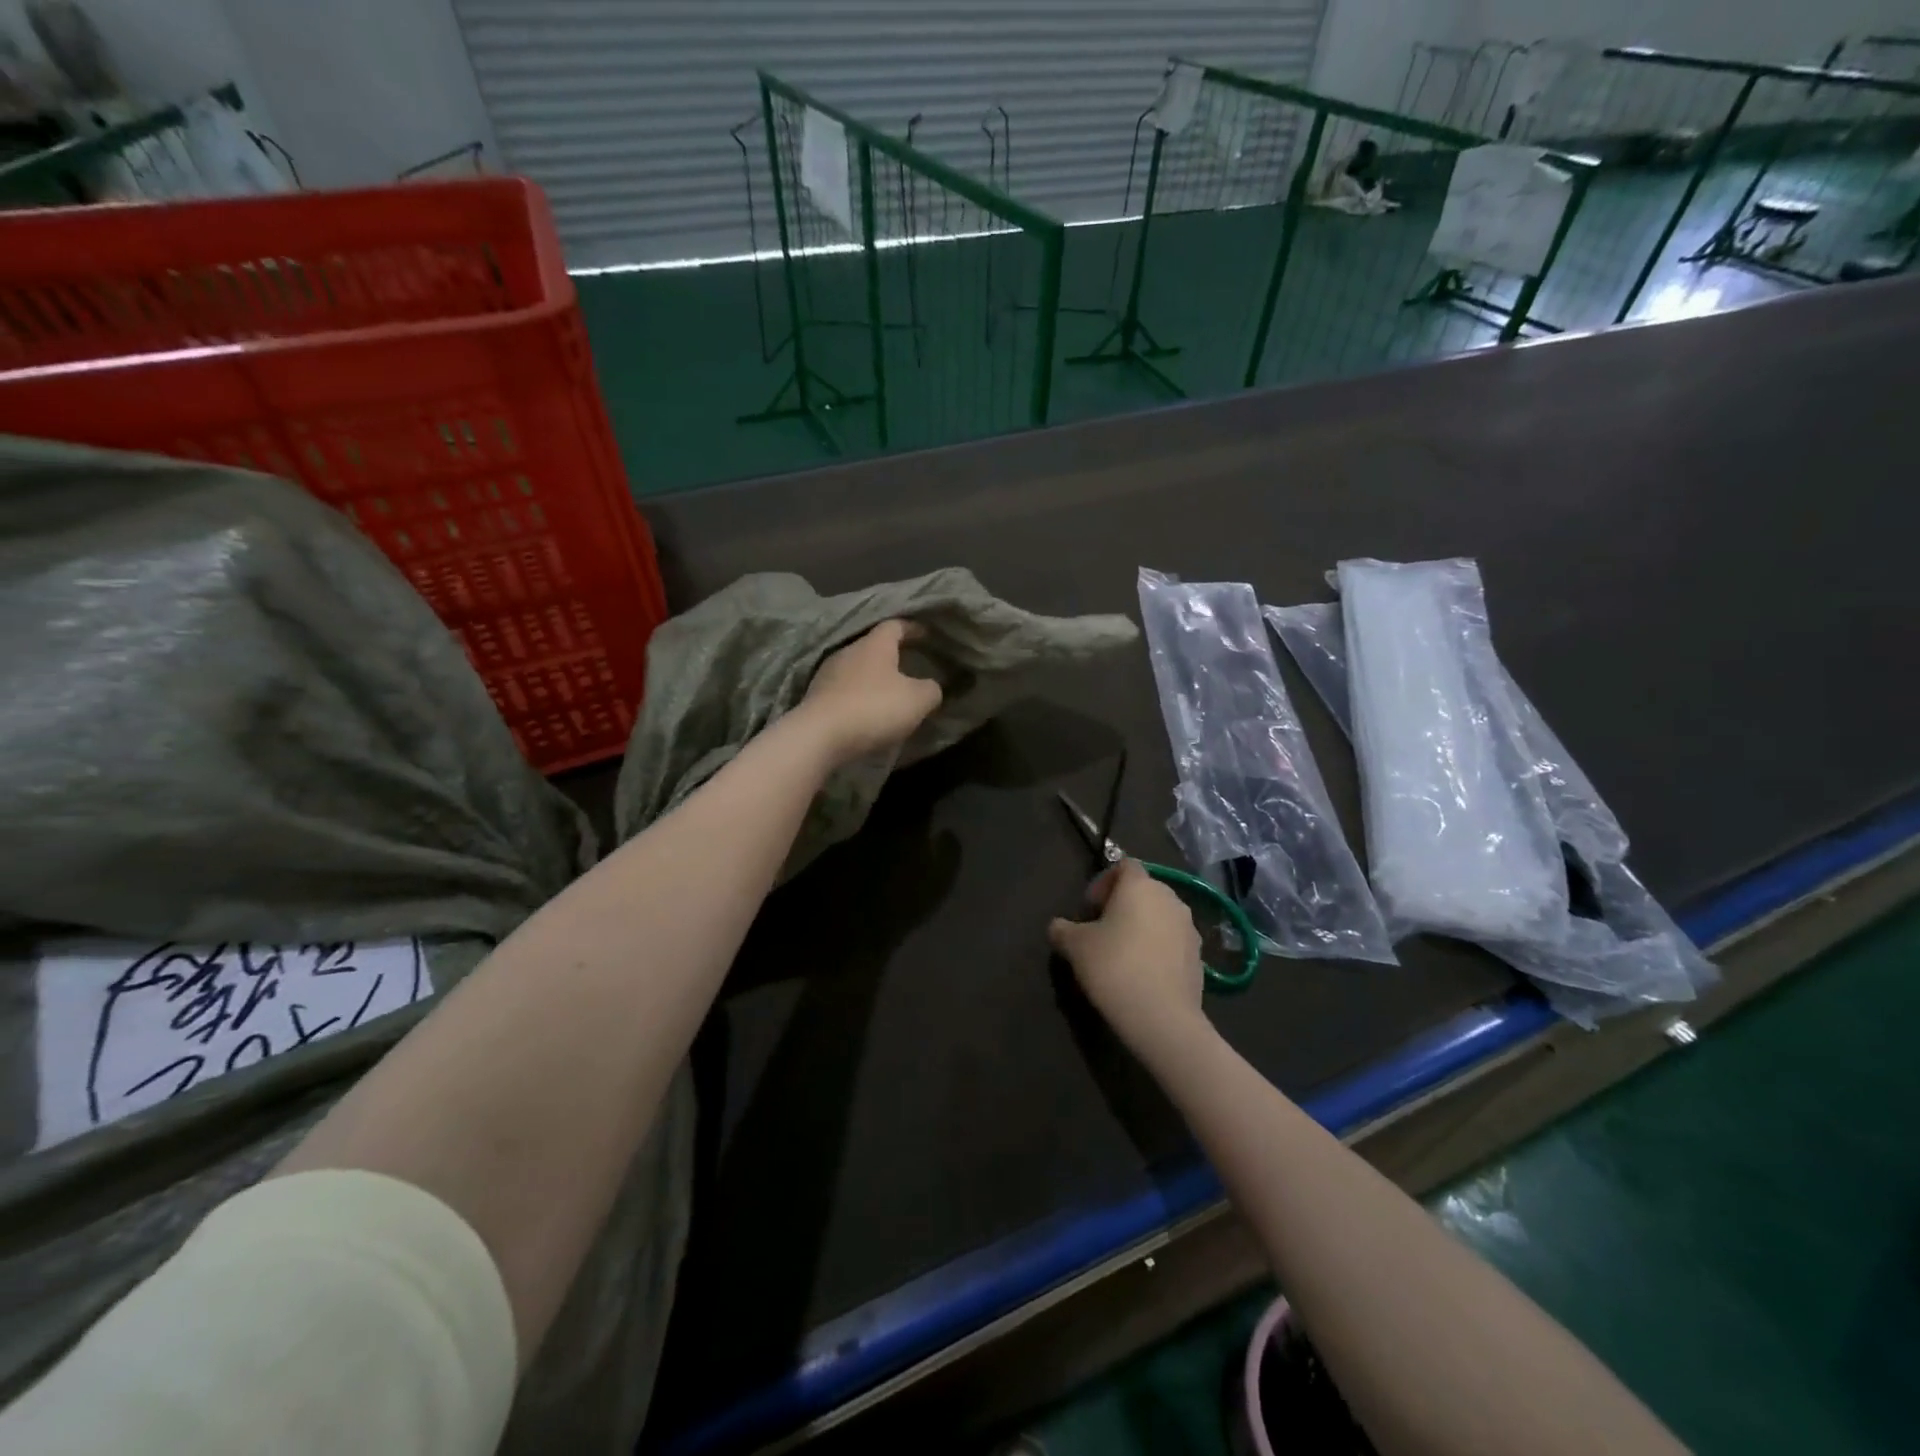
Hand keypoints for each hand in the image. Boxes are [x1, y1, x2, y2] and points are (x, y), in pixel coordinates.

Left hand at [795, 619, 944, 766]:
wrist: (819, 736)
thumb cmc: (874, 708)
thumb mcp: (917, 700)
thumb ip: (931, 689)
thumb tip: (931, 686)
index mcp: (875, 644)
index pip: (896, 625)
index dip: (913, 628)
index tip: (927, 635)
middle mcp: (848, 651)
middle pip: (874, 646)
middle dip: (893, 655)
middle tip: (910, 665)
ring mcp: (828, 673)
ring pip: (857, 668)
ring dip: (874, 678)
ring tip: (889, 692)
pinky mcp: (816, 696)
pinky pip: (844, 689)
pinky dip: (859, 695)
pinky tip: (867, 710)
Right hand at [1049, 860, 1206, 1054]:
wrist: (1162, 1017)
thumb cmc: (1114, 967)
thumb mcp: (1074, 946)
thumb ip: (1062, 929)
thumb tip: (1058, 926)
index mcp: (1140, 886)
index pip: (1123, 865)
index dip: (1103, 882)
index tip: (1089, 909)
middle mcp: (1170, 898)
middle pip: (1143, 890)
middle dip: (1121, 905)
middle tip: (1100, 931)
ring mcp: (1190, 928)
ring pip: (1160, 916)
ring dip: (1141, 927)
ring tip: (1121, 954)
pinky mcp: (1200, 957)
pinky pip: (1172, 942)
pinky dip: (1157, 949)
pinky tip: (1141, 974)